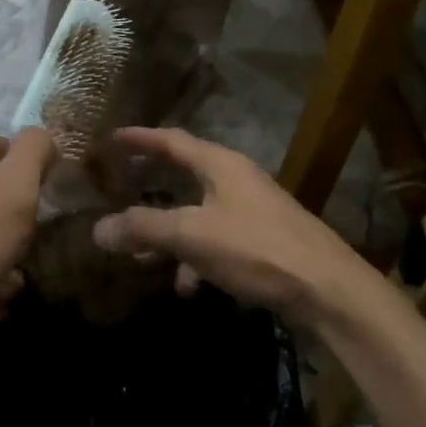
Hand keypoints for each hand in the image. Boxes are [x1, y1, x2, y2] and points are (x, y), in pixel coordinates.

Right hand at [90, 127, 377, 325]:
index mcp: (220, 165)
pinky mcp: (263, 242)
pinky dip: (196, 258)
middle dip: (151, 188)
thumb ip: (144, 229)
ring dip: (170, 233)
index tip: (112, 137)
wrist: (328, 289)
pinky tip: (188, 287)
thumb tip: (97, 229)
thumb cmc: (257, 249)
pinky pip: (217, 241)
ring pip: (199, 214)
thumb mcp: (193, 235)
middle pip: (185, 176)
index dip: (141, 138)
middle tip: (120, 189)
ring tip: (142, 258)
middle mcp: (237, 180)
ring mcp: (253, 211)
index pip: (172, 140)